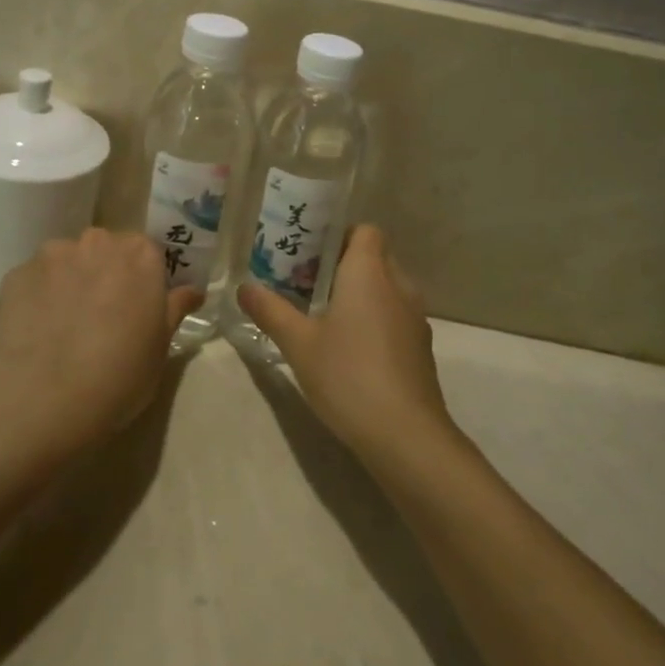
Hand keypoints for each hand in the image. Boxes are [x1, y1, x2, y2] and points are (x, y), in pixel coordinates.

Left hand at [0, 229, 202, 450]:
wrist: (49, 397)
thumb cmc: (121, 372)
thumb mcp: (161, 345)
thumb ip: (174, 308)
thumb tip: (192, 291)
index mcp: (140, 254)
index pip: (146, 252)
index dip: (142, 278)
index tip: (138, 305)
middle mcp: (98, 241)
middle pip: (105, 249)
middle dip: (104, 273)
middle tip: (102, 314)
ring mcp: (53, 254)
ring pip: (67, 261)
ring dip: (69, 281)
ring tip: (64, 324)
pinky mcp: (17, 274)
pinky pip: (35, 280)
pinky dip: (38, 297)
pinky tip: (38, 330)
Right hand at [236, 225, 454, 464]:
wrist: (405, 435)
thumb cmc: (348, 376)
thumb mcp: (298, 344)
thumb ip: (271, 311)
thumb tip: (243, 287)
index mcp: (369, 272)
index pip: (365, 230)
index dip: (340, 235)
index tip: (310, 254)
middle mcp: (398, 285)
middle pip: (375, 256)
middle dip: (344, 264)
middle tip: (308, 283)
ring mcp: (415, 317)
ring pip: (387, 287)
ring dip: (361, 293)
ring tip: (325, 315)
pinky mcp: (420, 347)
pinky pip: (396, 314)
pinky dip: (376, 318)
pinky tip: (351, 348)